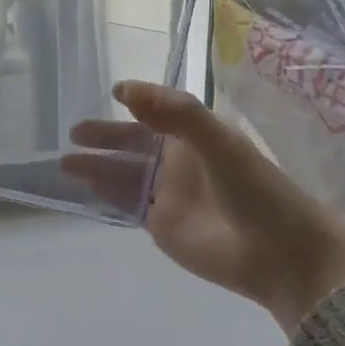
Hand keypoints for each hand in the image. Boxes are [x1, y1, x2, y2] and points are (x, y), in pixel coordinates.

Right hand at [64, 82, 344, 334]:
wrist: (279, 254)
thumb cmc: (256, 191)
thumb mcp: (219, 143)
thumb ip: (176, 114)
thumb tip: (124, 90)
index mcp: (197, 135)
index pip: (159, 111)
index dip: (138, 101)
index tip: (112, 91)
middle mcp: (180, 160)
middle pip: (135, 143)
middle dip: (105, 137)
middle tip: (74, 132)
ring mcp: (169, 193)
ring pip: (126, 174)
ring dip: (97, 166)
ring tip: (65, 161)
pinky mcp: (161, 224)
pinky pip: (127, 203)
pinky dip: (106, 194)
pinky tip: (83, 187)